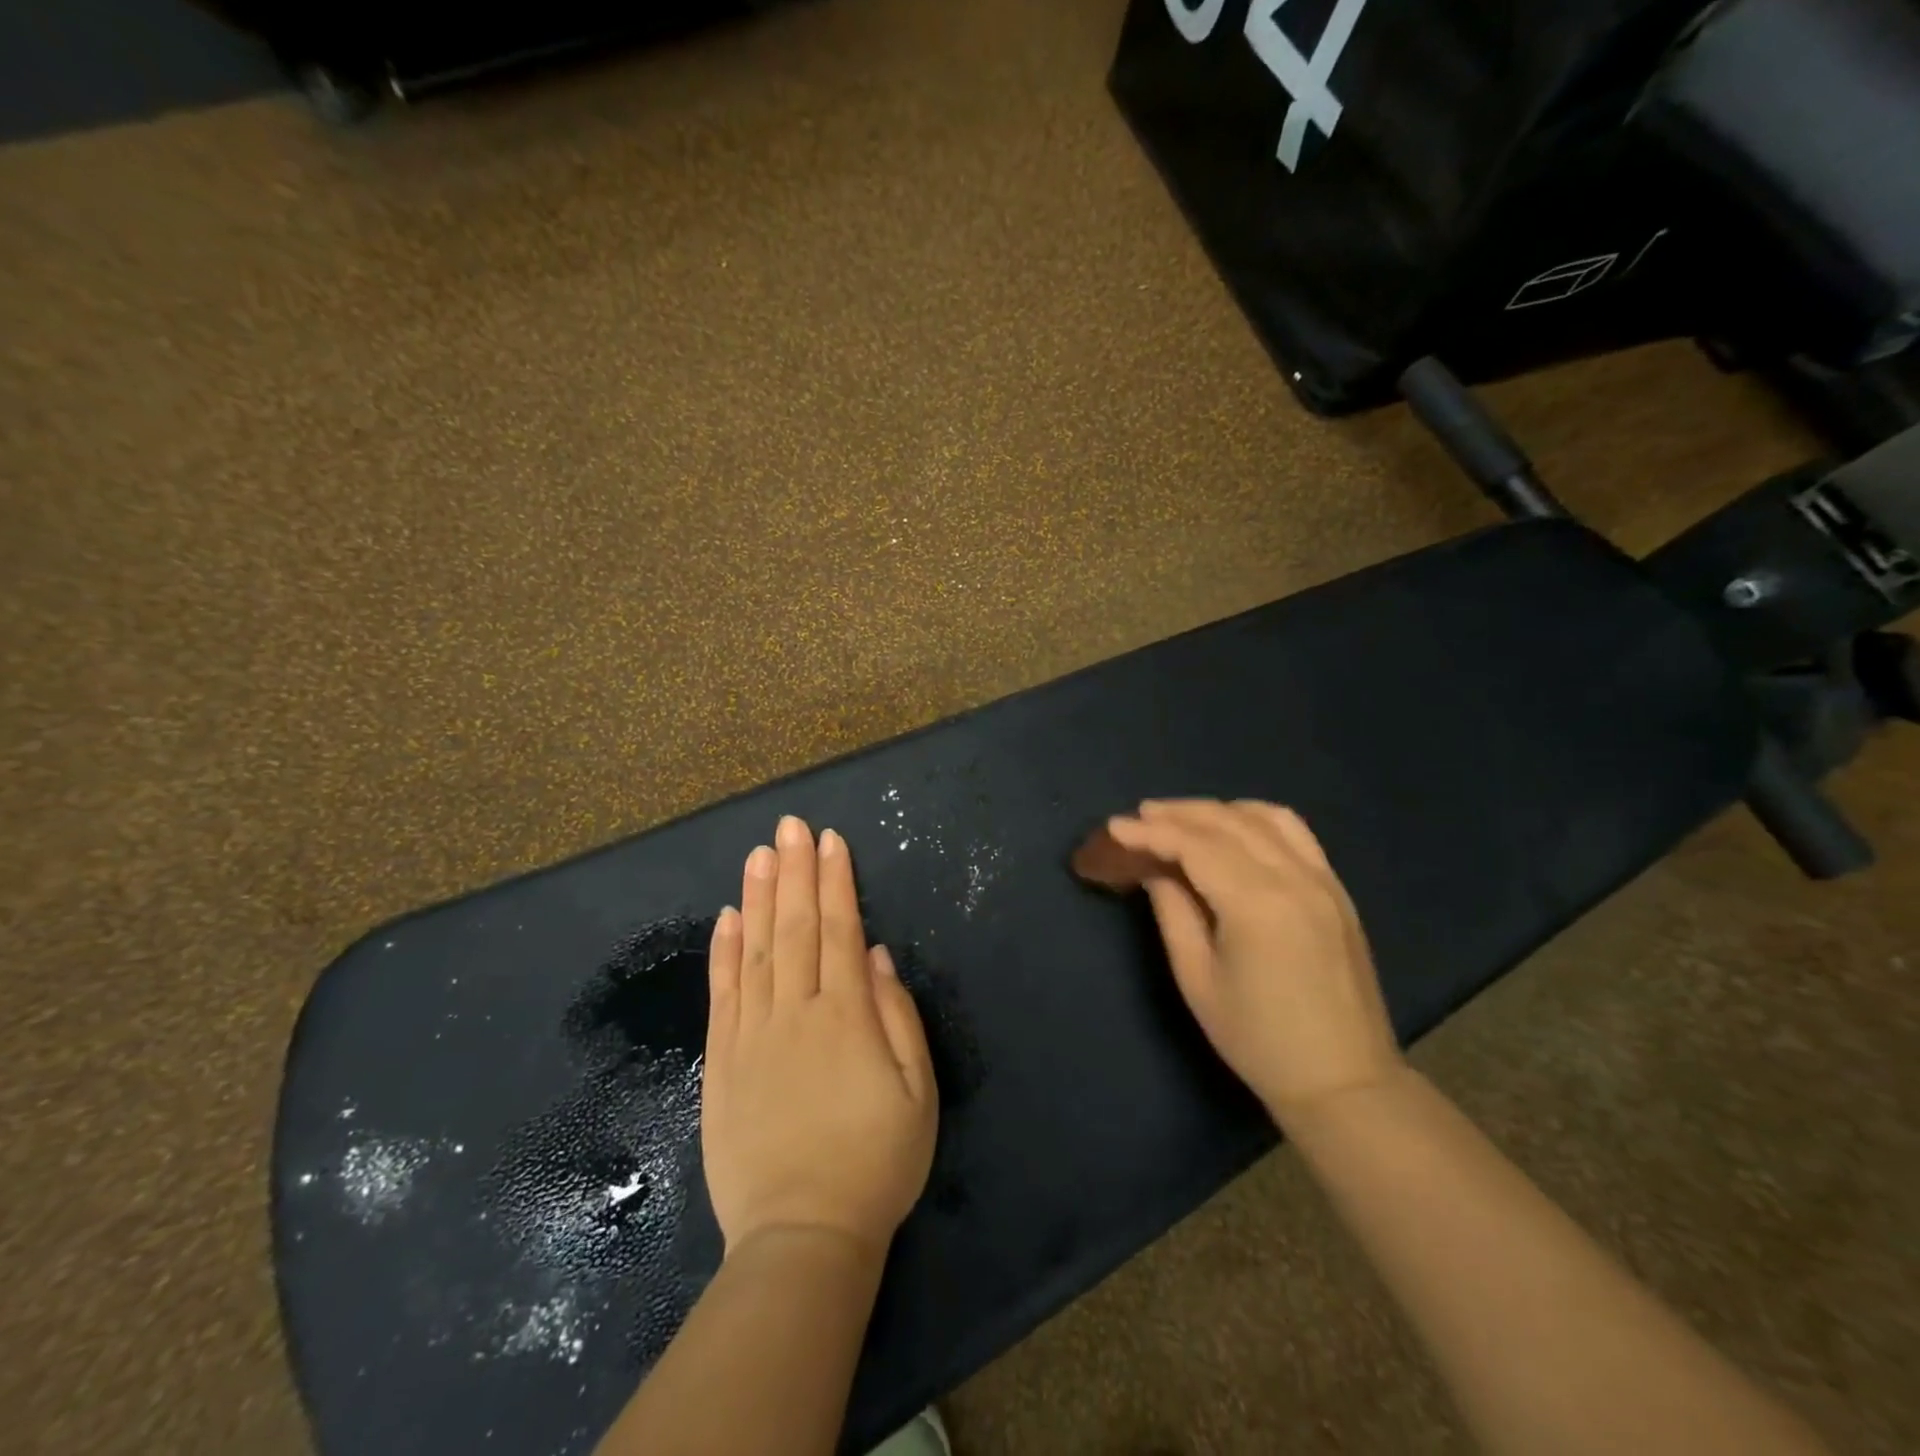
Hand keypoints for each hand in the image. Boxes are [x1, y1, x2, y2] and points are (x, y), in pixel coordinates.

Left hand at [701, 815, 937, 1259]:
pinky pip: (722, 994)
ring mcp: (752, 1035)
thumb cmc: (876, 1162)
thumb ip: (896, 1016)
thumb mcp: (916, 1091)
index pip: (838, 930)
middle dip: (795, 872)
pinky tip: (727, 916)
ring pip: (754, 950)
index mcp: (845, 1016)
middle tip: (790, 826)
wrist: (803, 1235)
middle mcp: (795, 1012)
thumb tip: (873, 955)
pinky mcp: (722, 1061)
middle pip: (794, 928)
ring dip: (757, 897)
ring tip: (758, 854)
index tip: (829, 840)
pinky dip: (723, 951)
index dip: (834, 882)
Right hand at [1083, 799, 1402, 1126]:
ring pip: (1265, 817)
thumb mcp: (1198, 979)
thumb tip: (1155, 870)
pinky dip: (1258, 819)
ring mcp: (1322, 880)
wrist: (1344, 1080)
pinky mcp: (1337, 891)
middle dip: (1178, 813)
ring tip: (1182, 819)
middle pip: (1227, 822)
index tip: (1114, 827)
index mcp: (1255, 904)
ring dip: (1218, 811)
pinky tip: (1235, 829)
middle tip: (1140, 817)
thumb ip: (1174, 913)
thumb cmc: (1258, 1039)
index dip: (1150, 832)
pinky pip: (1296, 833)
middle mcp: (1292, 878)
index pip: (1194, 845)